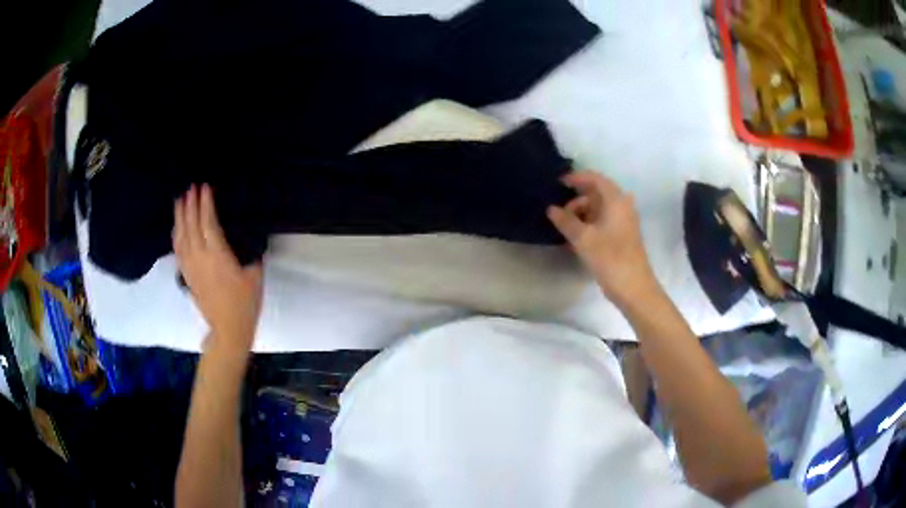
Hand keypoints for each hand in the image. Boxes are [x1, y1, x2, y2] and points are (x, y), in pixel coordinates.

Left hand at [173, 184, 262, 353]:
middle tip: (190, 188)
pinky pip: (178, 250)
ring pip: (181, 236)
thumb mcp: (255, 275)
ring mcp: (190, 267)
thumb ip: (250, 253)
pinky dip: (176, 235)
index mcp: (218, 255)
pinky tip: (176, 227)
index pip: (208, 223)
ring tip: (179, 201)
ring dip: (180, 217)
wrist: (228, 329)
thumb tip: (247, 236)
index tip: (204, 187)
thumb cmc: (245, 303)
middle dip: (190, 205)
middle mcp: (200, 257)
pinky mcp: (187, 275)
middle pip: (191, 226)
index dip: (205, 203)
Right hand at [547, 170, 660, 307]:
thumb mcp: (583, 239)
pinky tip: (574, 237)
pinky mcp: (621, 235)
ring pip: (598, 209)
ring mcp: (623, 221)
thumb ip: (566, 221)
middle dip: (576, 200)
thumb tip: (551, 209)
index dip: (576, 177)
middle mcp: (622, 206)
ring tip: (563, 228)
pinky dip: (588, 224)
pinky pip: (602, 221)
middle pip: (596, 193)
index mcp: (616, 200)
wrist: (633, 287)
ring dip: (581, 214)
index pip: (595, 178)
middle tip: (558, 213)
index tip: (557, 183)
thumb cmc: (610, 258)